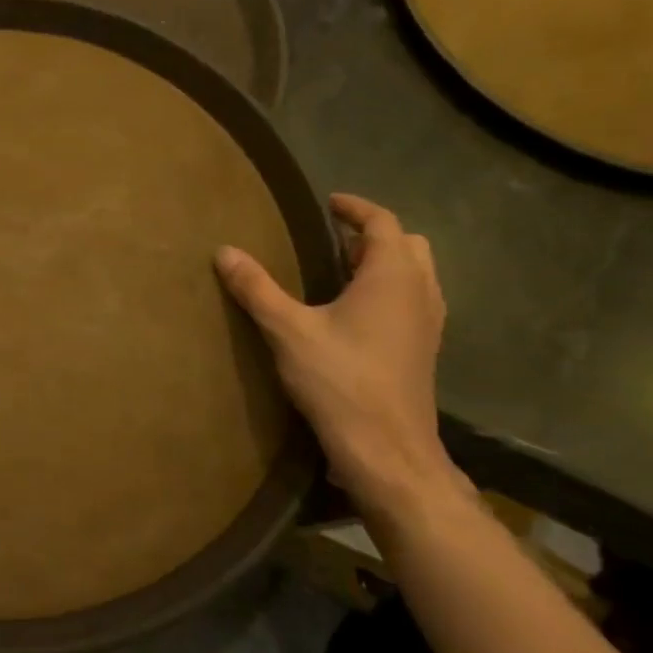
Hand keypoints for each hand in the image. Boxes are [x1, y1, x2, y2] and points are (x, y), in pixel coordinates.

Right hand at [216, 194, 457, 514]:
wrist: (387, 449)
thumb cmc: (340, 381)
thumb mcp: (288, 330)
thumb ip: (257, 288)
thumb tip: (225, 251)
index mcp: (392, 276)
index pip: (382, 222)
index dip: (356, 208)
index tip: (329, 203)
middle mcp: (420, 291)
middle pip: (407, 244)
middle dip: (372, 234)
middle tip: (333, 238)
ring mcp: (428, 323)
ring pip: (415, 273)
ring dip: (384, 262)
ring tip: (342, 270)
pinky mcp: (424, 350)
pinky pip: (413, 300)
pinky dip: (390, 290)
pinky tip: (356, 313)